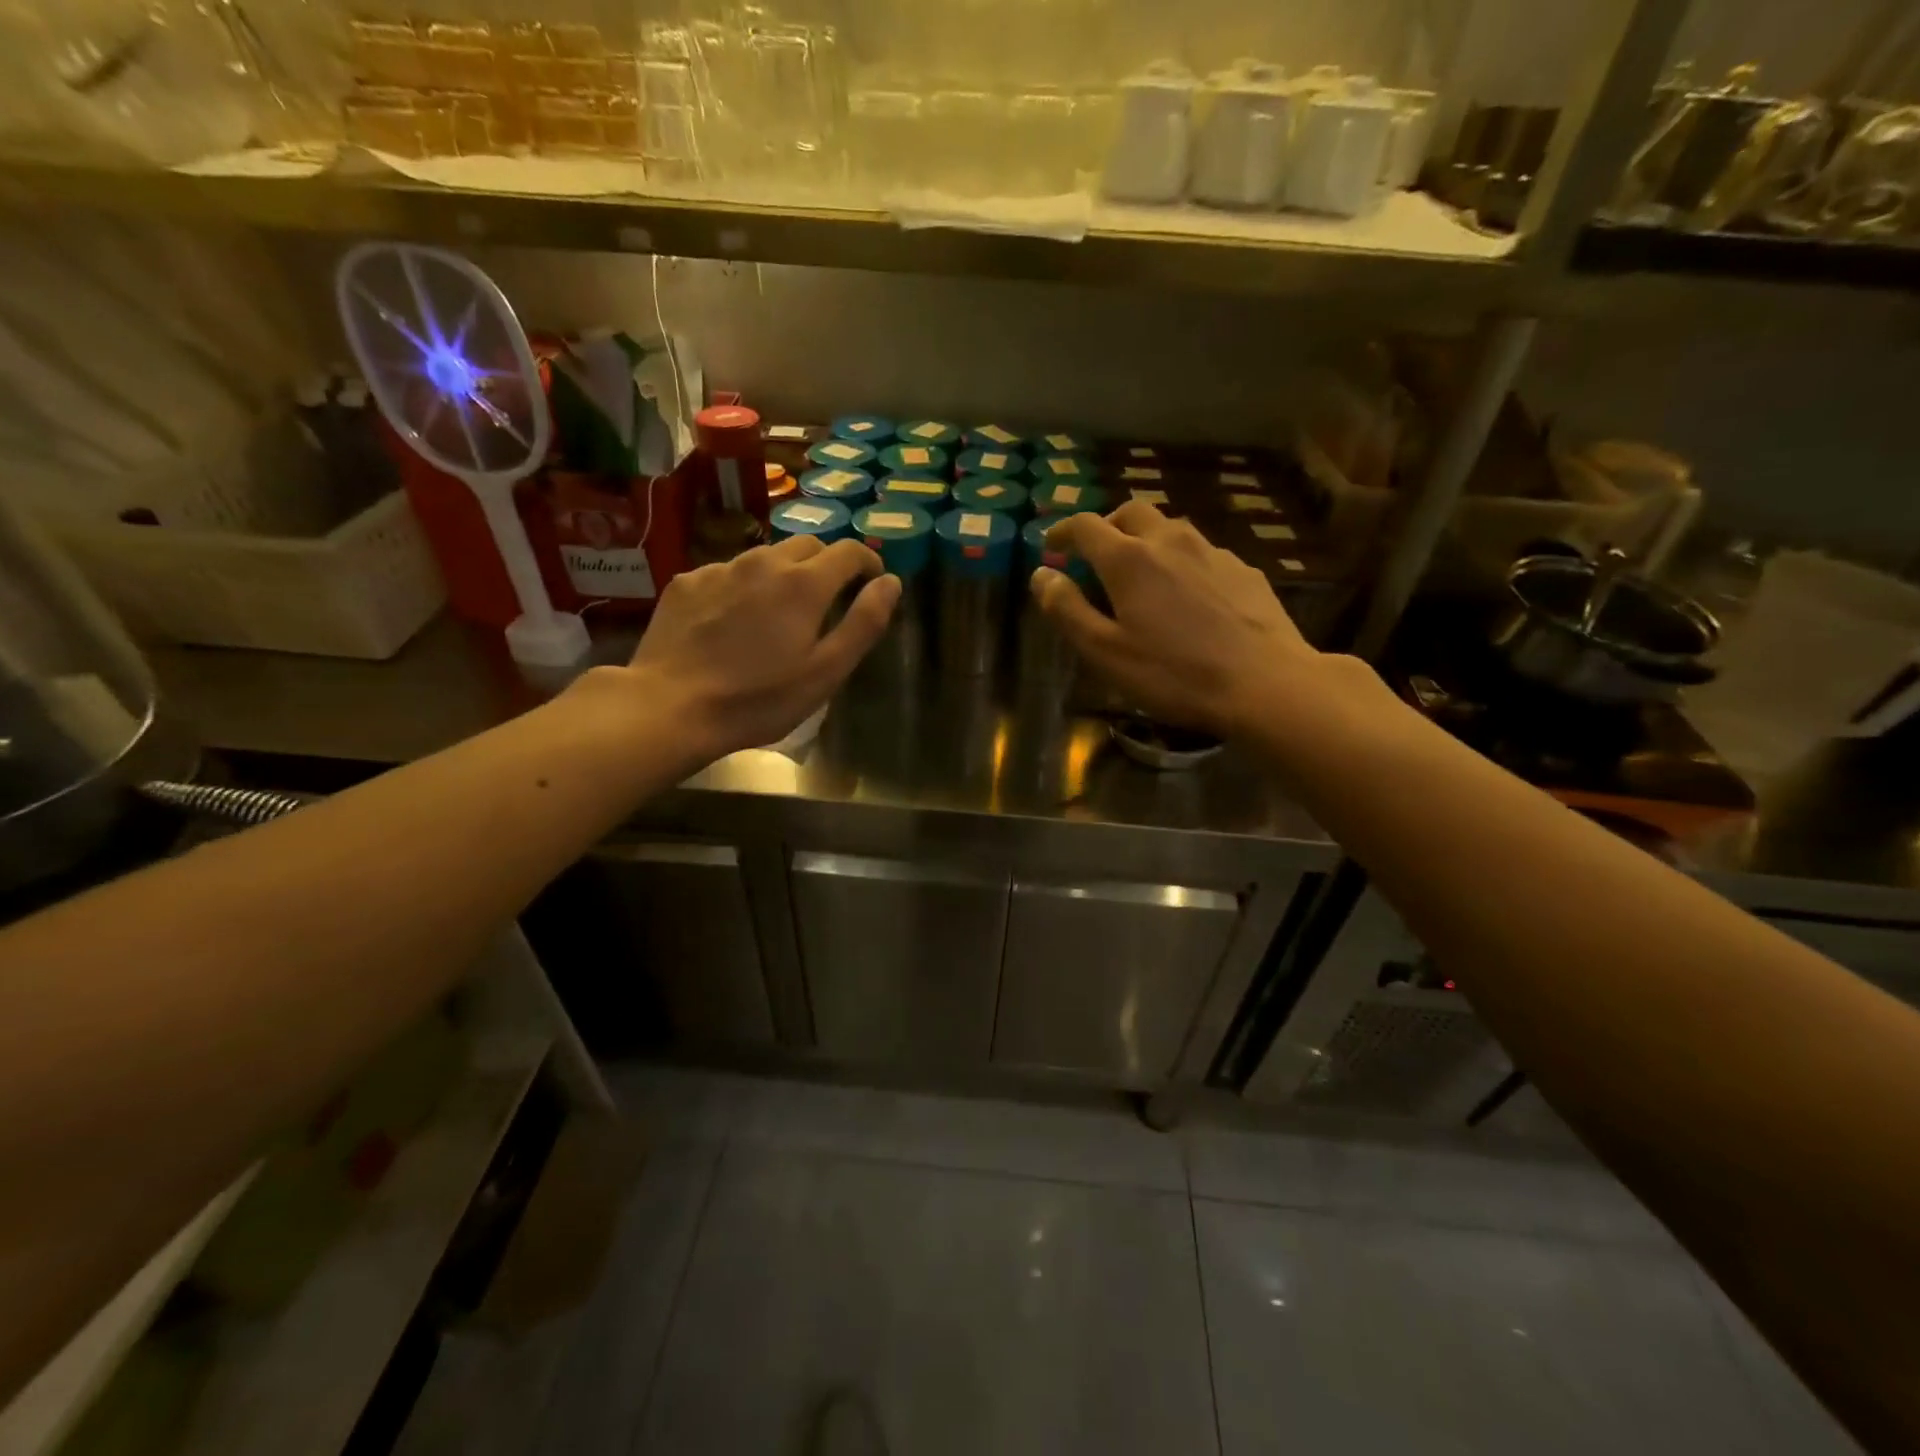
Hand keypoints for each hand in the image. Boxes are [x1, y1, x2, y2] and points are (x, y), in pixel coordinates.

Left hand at [606, 536, 899, 760]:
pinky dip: (744, 587)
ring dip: (784, 574)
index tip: (872, 581)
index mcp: (804, 583)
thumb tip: (891, 582)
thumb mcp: (826, 671)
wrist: (670, 706)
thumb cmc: (759, 698)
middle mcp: (764, 562)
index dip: (867, 561)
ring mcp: (721, 568)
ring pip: (766, 557)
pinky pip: (728, 572)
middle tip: (829, 599)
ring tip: (779, 612)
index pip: (849, 551)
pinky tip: (733, 622)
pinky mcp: (687, 581)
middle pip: (808, 545)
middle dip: (827, 565)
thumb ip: (864, 622)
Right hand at [1034, 503, 1326, 737]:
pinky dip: (1181, 562)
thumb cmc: (1174, 674)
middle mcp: (1170, 541)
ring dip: (1146, 541)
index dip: (1062, 531)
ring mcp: (1213, 552)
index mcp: (1129, 559)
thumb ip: (1067, 610)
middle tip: (1096, 554)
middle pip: (1131, 513)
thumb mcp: (1105, 652)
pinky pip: (1202, 553)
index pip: (1085, 525)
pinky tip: (1188, 597)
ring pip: (1170, 529)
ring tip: (1142, 575)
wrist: (1265, 683)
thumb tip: (1042, 575)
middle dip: (1107, 526)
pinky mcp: (1244, 570)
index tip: (1051, 545)